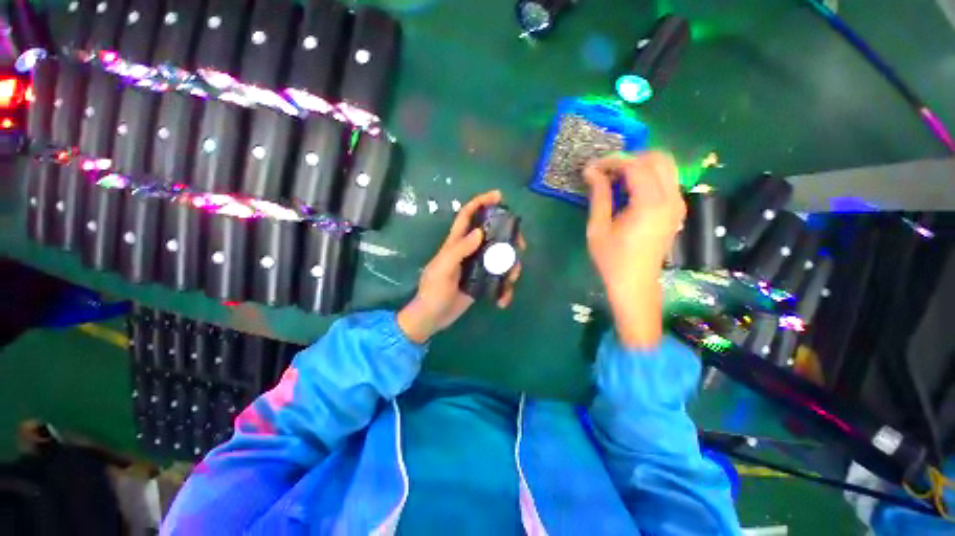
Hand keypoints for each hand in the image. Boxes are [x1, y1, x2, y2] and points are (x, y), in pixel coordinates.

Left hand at [397, 190, 522, 342]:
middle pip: (492, 234)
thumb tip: (480, 232)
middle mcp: (470, 251)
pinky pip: (499, 278)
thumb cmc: (433, 291)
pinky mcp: (483, 281)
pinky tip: (503, 300)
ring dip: (511, 266)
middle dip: (509, 235)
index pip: (468, 216)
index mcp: (456, 243)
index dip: (481, 202)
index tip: (498, 196)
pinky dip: (505, 287)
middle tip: (520, 244)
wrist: (432, 317)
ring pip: (500, 256)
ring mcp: (477, 266)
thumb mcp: (443, 269)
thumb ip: (459, 250)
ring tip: (511, 280)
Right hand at [584, 152, 685, 349]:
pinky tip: (629, 190)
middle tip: (606, 171)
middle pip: (658, 158)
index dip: (612, 161)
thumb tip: (592, 171)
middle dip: (630, 158)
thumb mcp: (598, 228)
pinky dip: (648, 176)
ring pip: (666, 167)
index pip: (635, 166)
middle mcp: (671, 199)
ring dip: (640, 166)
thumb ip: (599, 196)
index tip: (592, 167)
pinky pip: (667, 180)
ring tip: (615, 180)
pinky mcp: (677, 210)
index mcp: (650, 204)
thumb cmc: (612, 259)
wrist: (635, 283)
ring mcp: (678, 204)